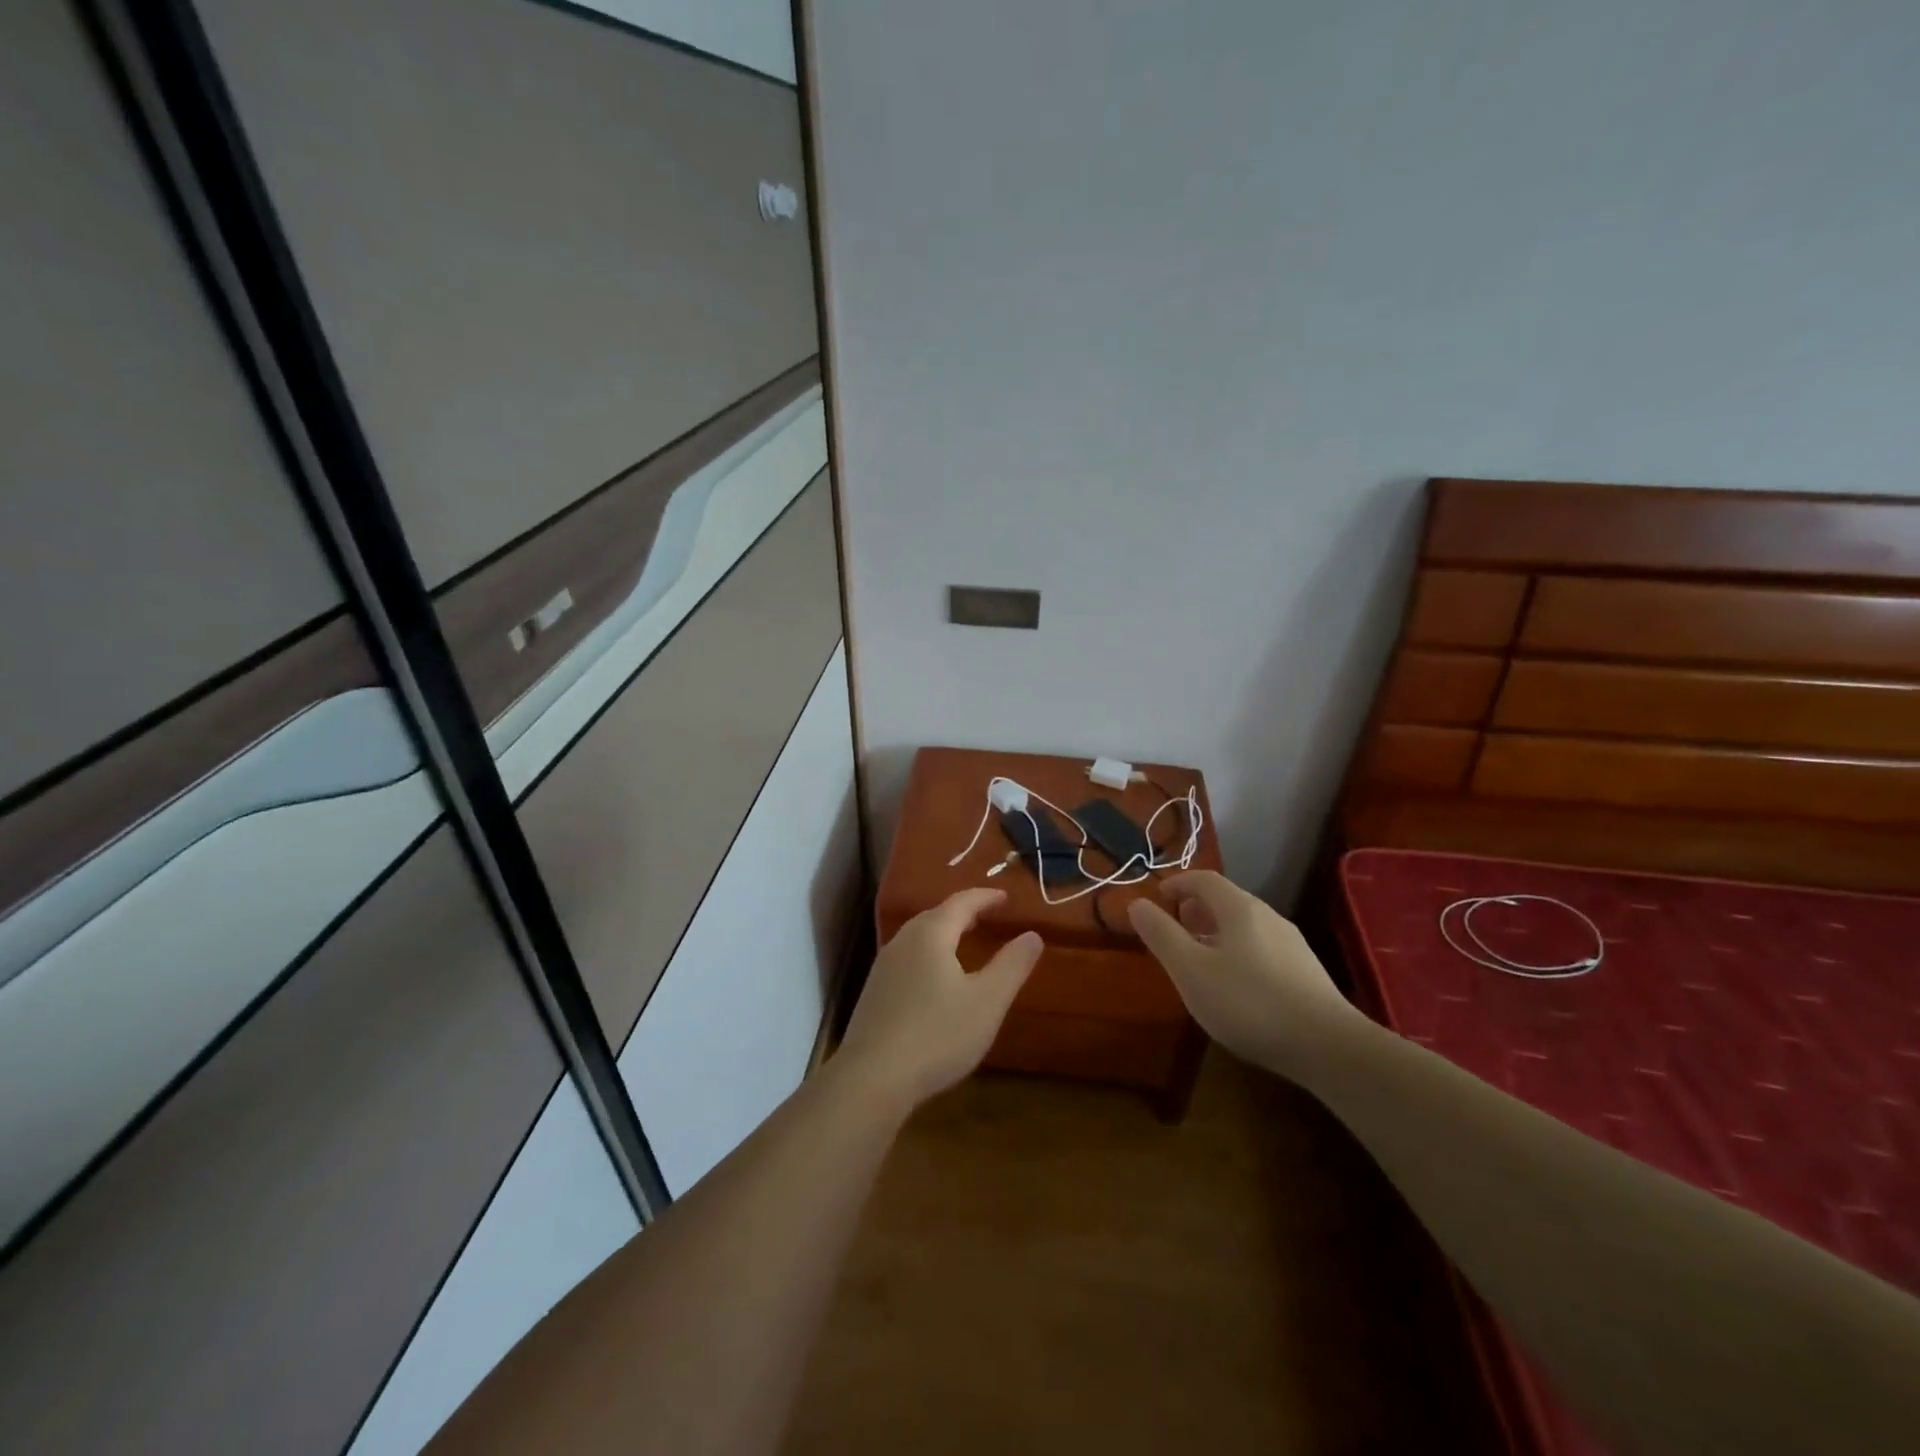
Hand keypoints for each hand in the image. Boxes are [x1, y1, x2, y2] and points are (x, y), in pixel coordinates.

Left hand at [836, 889, 1042, 1111]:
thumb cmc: (937, 1034)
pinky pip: (907, 959)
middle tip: (985, 915)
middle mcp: (903, 942)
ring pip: (917, 938)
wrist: (872, 1078)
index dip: (985, 897)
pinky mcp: (874, 993)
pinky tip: (934, 979)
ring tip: (963, 942)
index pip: (961, 903)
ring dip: (943, 934)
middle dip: (962, 912)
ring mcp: (883, 968)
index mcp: (930, 935)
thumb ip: (1012, 966)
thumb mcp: (987, 1001)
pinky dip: (928, 955)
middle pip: (935, 916)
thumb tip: (1033, 935)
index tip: (1005, 897)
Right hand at [1128, 870, 1360, 1074]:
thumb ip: (1161, 934)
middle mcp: (1268, 917)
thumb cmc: (1248, 1002)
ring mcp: (1292, 944)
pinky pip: (1262, 949)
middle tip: (1175, 929)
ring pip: (1245, 926)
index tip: (1158, 896)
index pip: (1203, 879)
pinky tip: (1236, 987)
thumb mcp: (1190, 969)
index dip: (1178, 883)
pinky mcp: (1306, 973)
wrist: (1328, 1046)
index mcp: (1239, 908)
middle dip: (1196, 909)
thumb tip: (1136, 903)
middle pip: (1226, 901)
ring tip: (1200, 960)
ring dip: (1217, 933)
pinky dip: (1238, 952)